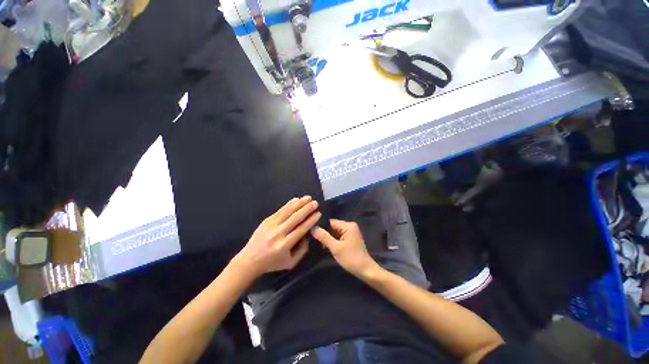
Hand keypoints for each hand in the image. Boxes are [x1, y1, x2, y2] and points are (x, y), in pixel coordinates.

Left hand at [234, 196, 320, 277]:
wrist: (250, 260)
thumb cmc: (272, 262)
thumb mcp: (290, 263)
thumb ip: (302, 251)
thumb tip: (308, 235)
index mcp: (284, 245)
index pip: (301, 229)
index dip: (310, 220)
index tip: (318, 213)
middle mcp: (278, 233)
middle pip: (295, 218)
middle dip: (307, 209)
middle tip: (315, 203)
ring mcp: (271, 225)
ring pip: (287, 211)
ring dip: (299, 203)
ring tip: (308, 197)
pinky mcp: (266, 220)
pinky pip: (280, 210)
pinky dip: (289, 204)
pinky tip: (296, 199)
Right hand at [311, 219, 380, 278]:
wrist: (365, 271)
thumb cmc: (351, 258)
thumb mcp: (336, 248)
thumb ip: (324, 237)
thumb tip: (313, 228)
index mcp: (348, 225)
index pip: (330, 222)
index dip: (321, 227)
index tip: (310, 231)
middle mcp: (349, 226)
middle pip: (332, 227)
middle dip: (323, 233)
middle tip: (312, 238)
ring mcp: (350, 232)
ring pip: (334, 232)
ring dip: (327, 238)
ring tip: (316, 242)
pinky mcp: (349, 239)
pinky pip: (337, 236)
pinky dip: (331, 241)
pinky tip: (324, 245)